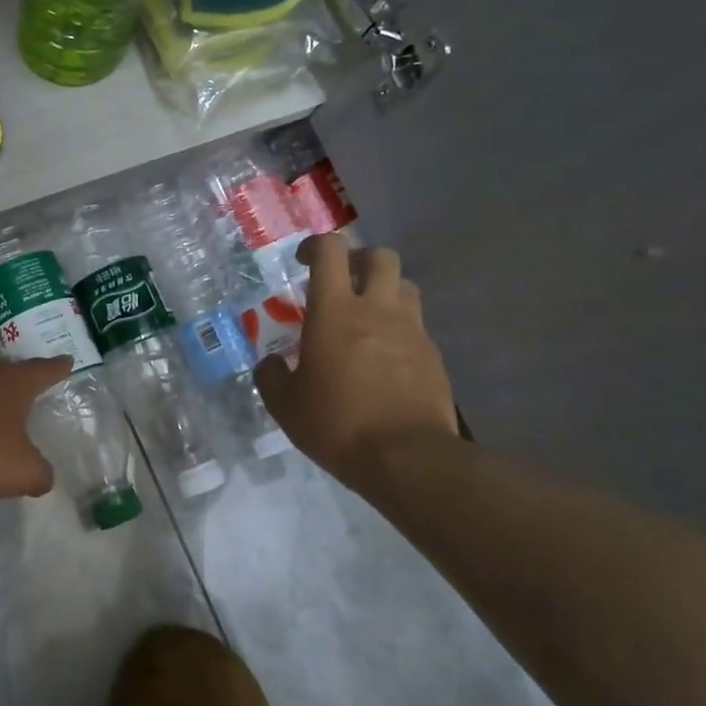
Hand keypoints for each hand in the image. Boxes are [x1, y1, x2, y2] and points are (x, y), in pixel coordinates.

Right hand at [254, 239, 457, 487]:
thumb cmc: (337, 424)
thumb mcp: (285, 405)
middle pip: (380, 257)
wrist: (407, 459)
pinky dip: (399, 330)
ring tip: (366, 317)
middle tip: (341, 282)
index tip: (302, 260)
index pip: (330, 251)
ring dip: (385, 291)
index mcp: (335, 311)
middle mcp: (377, 309)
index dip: (314, 245)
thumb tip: (272, 363)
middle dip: (359, 260)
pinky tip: (385, 359)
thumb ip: (272, 375)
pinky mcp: (433, 356)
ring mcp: (411, 331)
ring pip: (405, 287)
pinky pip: (416, 326)